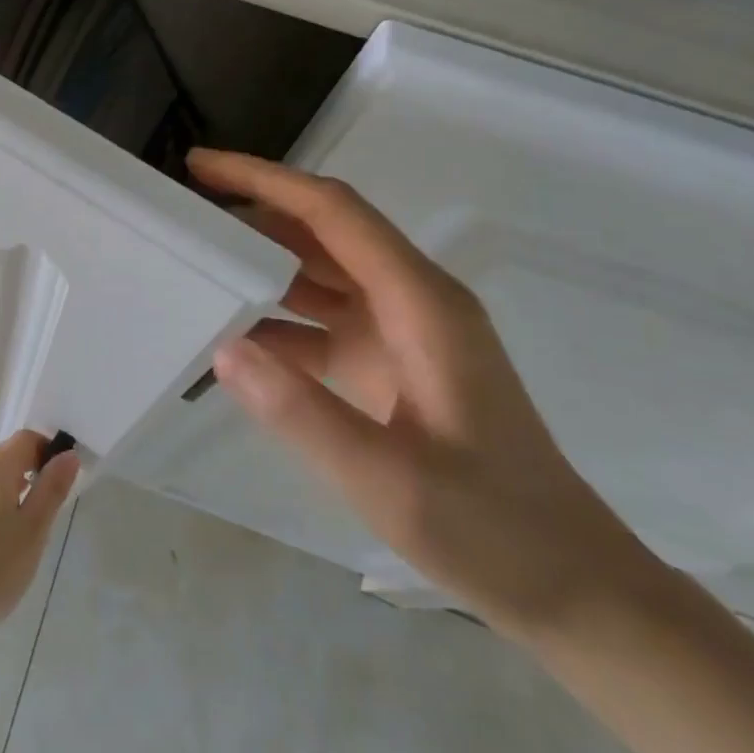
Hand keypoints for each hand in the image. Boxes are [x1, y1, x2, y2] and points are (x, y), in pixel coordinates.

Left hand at [0, 431, 78, 654]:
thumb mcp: (33, 530)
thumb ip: (52, 490)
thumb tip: (68, 455)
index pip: (26, 439)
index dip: (48, 453)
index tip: (61, 484)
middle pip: (6, 462)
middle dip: (29, 482)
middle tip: (44, 522)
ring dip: (8, 504)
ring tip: (18, 547)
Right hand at [188, 149, 654, 637]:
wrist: (570, 585)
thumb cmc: (492, 528)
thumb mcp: (392, 481)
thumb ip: (304, 414)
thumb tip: (222, 347)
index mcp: (421, 302)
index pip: (333, 213)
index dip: (265, 180)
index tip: (200, 167)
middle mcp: (411, 300)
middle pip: (323, 232)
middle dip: (254, 214)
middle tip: (183, 216)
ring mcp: (401, 331)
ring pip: (319, 273)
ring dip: (261, 264)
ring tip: (196, 264)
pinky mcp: (390, 363)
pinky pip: (322, 321)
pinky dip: (277, 320)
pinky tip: (232, 339)